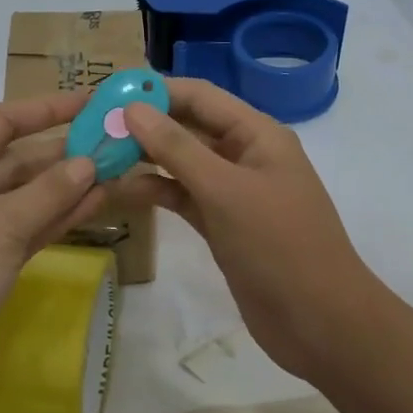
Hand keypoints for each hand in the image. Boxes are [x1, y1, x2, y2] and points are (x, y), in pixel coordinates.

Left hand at [0, 92, 103, 412]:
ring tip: (115, 170)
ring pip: (22, 199)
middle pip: (12, 160)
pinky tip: (94, 206)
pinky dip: (55, 219)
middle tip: (114, 142)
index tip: (89, 101)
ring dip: (64, 187)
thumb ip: (47, 193)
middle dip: (61, 152)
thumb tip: (88, 161)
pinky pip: (23, 232)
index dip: (44, 109)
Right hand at [118, 78, 384, 381]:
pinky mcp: (222, 223)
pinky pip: (183, 195)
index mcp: (257, 134)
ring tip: (97, 155)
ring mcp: (233, 191)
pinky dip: (155, 190)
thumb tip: (132, 108)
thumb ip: (176, 148)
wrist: (319, 322)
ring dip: (145, 158)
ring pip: (182, 162)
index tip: (107, 93)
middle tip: (93, 126)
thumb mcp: (225, 191)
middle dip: (144, 124)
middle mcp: (244, 154)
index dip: (155, 90)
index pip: (199, 96)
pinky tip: (121, 190)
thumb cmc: (278, 245)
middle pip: (188, 126)